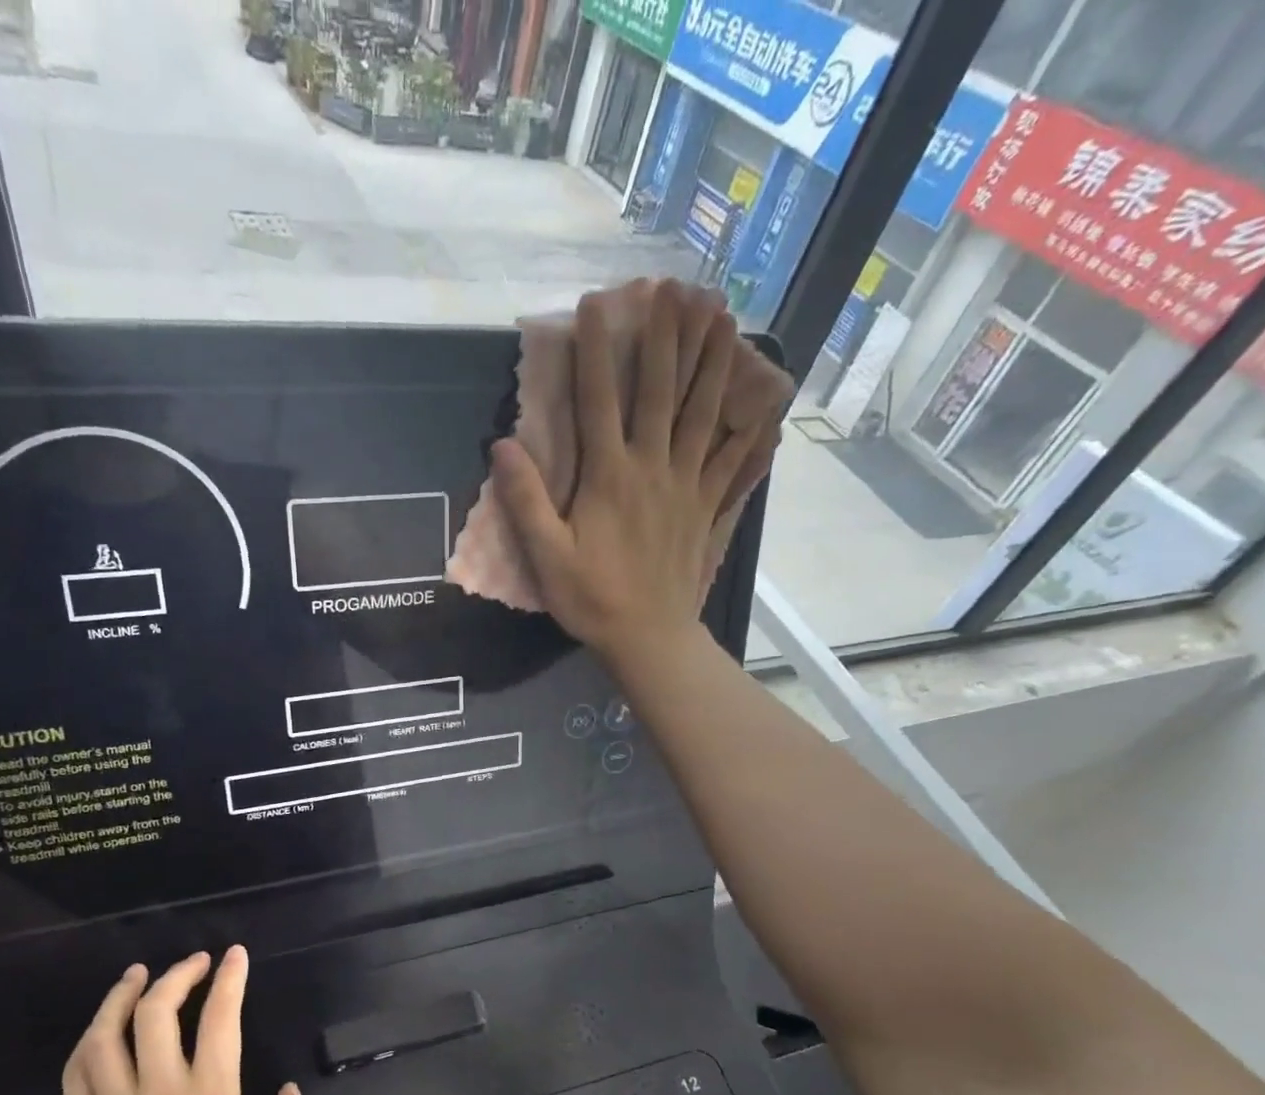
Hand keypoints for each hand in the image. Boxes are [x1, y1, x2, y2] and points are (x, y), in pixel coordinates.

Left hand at [60, 947, 316, 1094]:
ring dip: (121, 996)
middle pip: (156, 1014)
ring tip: (138, 975)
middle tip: (195, 962)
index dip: (229, 980)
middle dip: (177, 975)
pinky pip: (76, 1074)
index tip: (235, 956)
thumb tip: (291, 1090)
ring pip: (105, 1036)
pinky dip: (88, 1040)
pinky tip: (102, 1027)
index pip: (219, 1020)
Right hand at [493, 280, 765, 668]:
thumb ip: (526, 500)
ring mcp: (687, 485)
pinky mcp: (707, 507)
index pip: (599, 400)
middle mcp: (652, 468)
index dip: (596, 349)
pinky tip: (762, 401)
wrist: (648, 638)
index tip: (596, 303)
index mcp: (609, 477)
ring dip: (711, 361)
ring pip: (702, 413)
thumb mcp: (546, 556)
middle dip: (666, 335)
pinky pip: (732, 460)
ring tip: (722, 315)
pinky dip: (747, 427)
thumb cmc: (592, 599)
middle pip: (661, 391)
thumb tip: (502, 445)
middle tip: (675, 286)